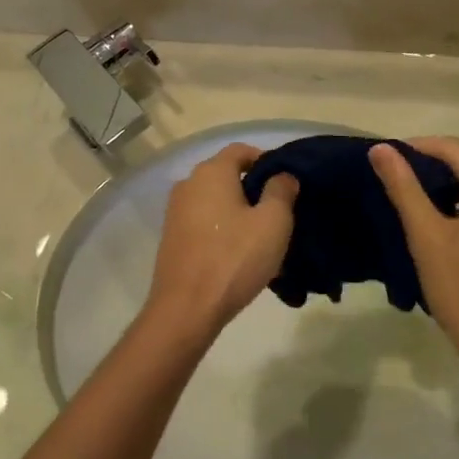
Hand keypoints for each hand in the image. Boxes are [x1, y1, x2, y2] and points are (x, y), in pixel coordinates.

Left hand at [141, 143, 297, 343]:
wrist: (186, 308)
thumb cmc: (234, 258)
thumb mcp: (273, 222)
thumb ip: (281, 191)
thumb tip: (282, 175)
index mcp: (211, 172)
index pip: (240, 150)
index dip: (266, 160)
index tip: (286, 183)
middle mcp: (188, 184)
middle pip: (227, 176)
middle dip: (254, 190)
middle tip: (280, 215)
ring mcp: (175, 212)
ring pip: (216, 202)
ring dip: (239, 214)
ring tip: (263, 240)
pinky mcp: (172, 238)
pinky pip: (204, 224)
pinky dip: (223, 231)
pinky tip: (240, 256)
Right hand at [369, 137, 458, 389]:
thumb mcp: (427, 237)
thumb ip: (403, 186)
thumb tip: (380, 149)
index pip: (455, 149)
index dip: (416, 148)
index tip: (384, 157)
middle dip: (435, 168)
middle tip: (396, 180)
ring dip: (455, 186)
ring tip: (417, 199)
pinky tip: (450, 218)